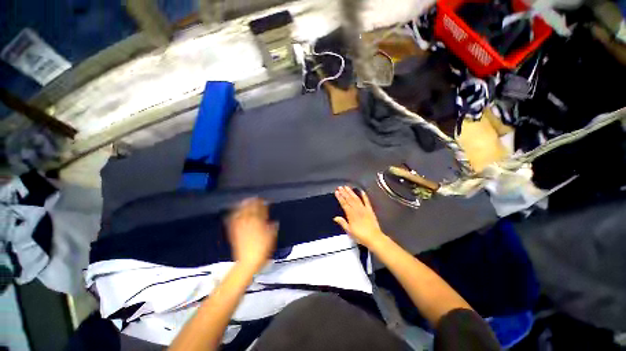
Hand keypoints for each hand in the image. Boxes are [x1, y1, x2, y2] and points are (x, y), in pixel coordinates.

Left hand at [226, 198, 277, 270]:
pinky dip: (234, 215)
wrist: (248, 262)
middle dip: (253, 202)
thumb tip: (274, 222)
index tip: (265, 201)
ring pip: (241, 213)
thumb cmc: (262, 250)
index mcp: (259, 223)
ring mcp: (241, 227)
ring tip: (245, 201)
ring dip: (243, 206)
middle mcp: (249, 222)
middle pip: (250, 209)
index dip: (263, 204)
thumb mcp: (271, 238)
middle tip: (255, 198)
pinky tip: (234, 212)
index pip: (261, 210)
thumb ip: (272, 228)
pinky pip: (233, 221)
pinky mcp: (235, 232)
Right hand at [334, 186, 385, 247]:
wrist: (374, 238)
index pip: (344, 204)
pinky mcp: (370, 210)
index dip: (340, 197)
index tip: (336, 192)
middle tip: (340, 187)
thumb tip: (335, 218)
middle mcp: (357, 210)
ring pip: (356, 198)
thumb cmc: (360, 236)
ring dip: (351, 192)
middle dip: (344, 193)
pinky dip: (364, 196)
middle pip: (349, 199)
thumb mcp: (349, 231)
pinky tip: (362, 191)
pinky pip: (367, 201)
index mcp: (351, 215)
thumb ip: (342, 223)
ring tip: (347, 187)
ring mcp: (364, 209)